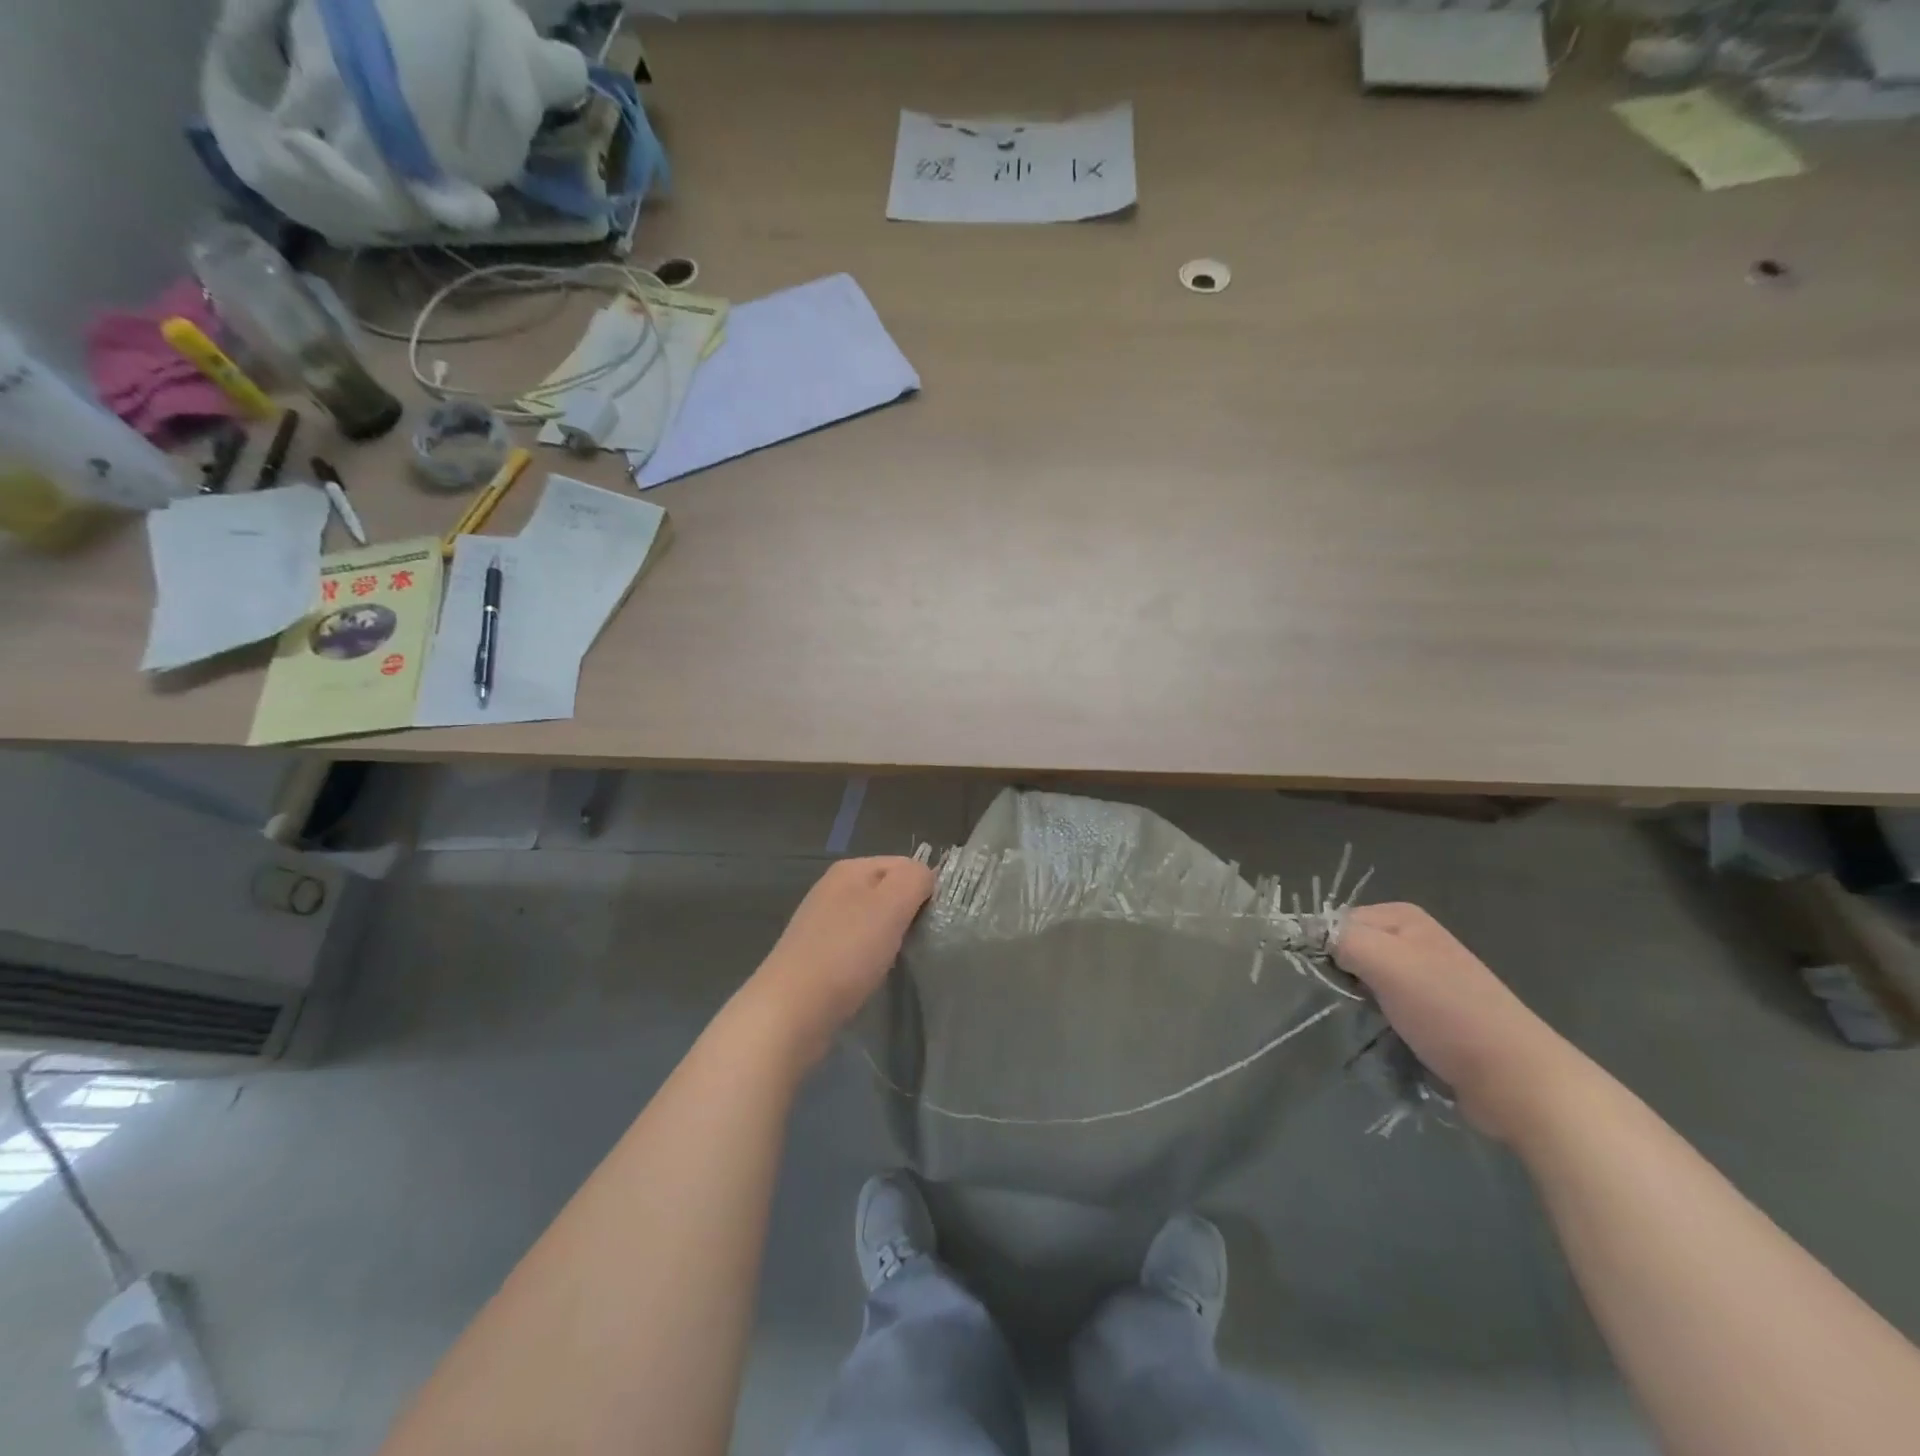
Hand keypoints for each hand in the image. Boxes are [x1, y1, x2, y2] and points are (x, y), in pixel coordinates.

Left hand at [742, 857, 935, 1065]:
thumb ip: (915, 878)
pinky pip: (858, 946)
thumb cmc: (846, 953)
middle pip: (889, 891)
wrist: (791, 1011)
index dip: (925, 888)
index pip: (906, 864)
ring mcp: (823, 923)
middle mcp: (834, 889)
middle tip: (921, 941)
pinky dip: (871, 958)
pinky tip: (874, 975)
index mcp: (850, 868)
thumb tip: (926, 877)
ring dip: (891, 938)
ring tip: (899, 959)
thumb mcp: (890, 904)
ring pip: (874, 920)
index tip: (934, 920)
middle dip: (909, 914)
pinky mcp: (818, 955)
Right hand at [1335, 903, 1582, 1141]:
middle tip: (1336, 1003)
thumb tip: (1299, 932)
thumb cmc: (1448, 1012)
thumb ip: (1339, 938)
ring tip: (1354, 1024)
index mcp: (1402, 917)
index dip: (1319, 947)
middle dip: (1336, 976)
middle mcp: (1413, 940)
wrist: (1516, 1080)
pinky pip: (1381, 1010)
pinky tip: (1374, 1037)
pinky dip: (1372, 1023)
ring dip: (1352, 1003)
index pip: (1334, 921)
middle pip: (1347, 951)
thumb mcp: (1387, 962)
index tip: (1315, 977)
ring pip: (1361, 983)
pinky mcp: (1429, 1016)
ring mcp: (1423, 979)